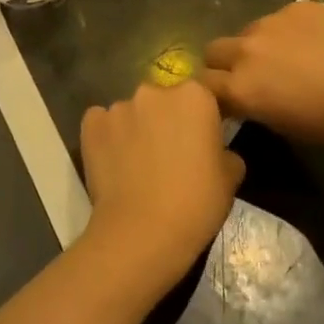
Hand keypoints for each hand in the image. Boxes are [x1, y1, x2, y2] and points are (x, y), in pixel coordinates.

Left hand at [78, 82, 243, 295]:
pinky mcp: (92, 124)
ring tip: (136, 164)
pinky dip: (106, 136)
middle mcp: (155, 90)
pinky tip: (111, 162)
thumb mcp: (230, 179)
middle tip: (168, 155)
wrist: (143, 232)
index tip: (199, 144)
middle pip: (163, 100)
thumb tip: (217, 152)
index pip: (200, 97)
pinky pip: (101, 123)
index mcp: (195, 96)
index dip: (199, 120)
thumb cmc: (195, 203)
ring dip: (135, 129)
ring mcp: (120, 106)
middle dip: (165, 120)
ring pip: (132, 112)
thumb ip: (225, 152)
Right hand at [200, 2, 323, 148]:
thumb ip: (256, 107)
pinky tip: (315, 43)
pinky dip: (287, 31)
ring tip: (289, 58)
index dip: (211, 93)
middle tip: (250, 77)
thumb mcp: (287, 126)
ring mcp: (271, 21)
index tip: (225, 100)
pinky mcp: (296, 6)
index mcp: (241, 86)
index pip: (202, 85)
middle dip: (223, 63)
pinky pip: (279, 18)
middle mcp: (246, 49)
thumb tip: (248, 98)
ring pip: (247, 32)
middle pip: (213, 50)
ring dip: (256, 45)